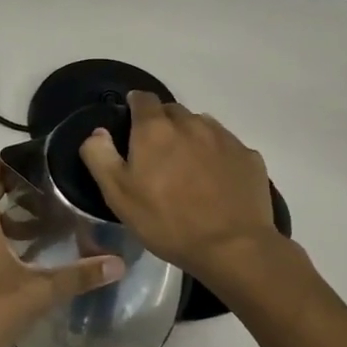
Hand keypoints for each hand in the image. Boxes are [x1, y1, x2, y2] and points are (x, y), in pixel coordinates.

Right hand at [80, 92, 279, 284]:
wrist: (233, 248)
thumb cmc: (167, 221)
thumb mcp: (118, 195)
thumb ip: (100, 156)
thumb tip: (98, 132)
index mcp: (155, 129)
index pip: (142, 98)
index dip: (134, 107)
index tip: (130, 124)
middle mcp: (191, 123)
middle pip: (172, 112)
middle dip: (162, 125)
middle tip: (157, 156)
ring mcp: (224, 138)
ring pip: (201, 126)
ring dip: (191, 138)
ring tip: (188, 169)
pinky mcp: (248, 157)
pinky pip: (227, 146)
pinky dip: (217, 156)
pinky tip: (216, 182)